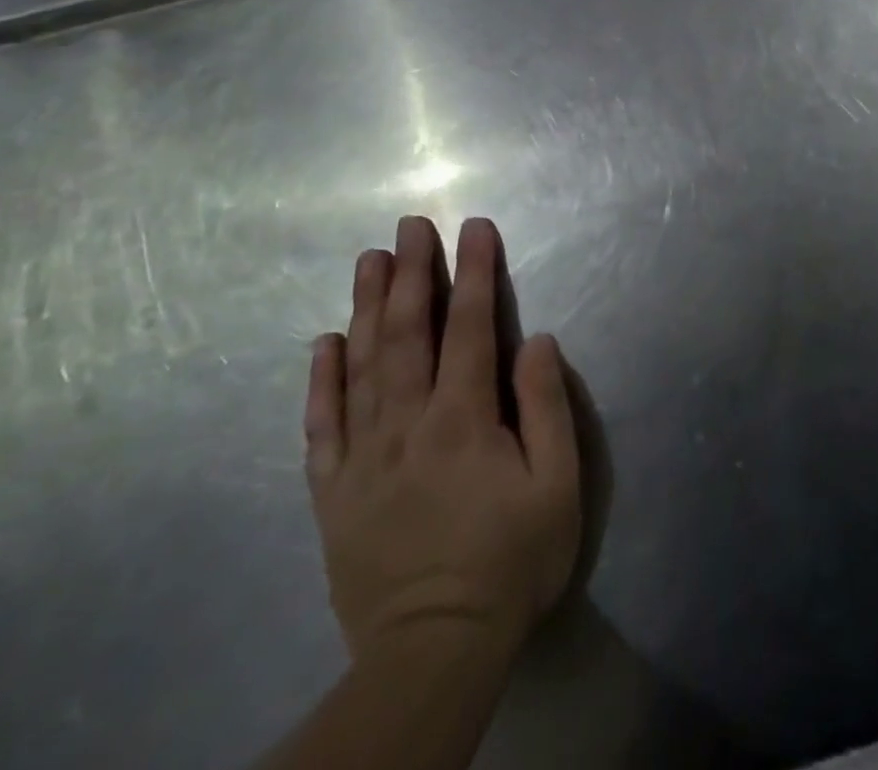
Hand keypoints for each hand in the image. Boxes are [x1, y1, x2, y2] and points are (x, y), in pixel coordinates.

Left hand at [304, 216, 581, 660]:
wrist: (433, 652)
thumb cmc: (511, 561)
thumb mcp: (557, 485)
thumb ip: (545, 407)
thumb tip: (534, 339)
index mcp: (462, 419)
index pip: (469, 327)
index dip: (475, 272)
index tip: (475, 227)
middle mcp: (406, 425)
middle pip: (408, 334)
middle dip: (412, 273)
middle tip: (410, 225)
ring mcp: (362, 458)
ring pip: (361, 366)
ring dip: (367, 307)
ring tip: (368, 260)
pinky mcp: (334, 493)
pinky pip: (321, 426)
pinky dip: (321, 380)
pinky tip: (323, 343)